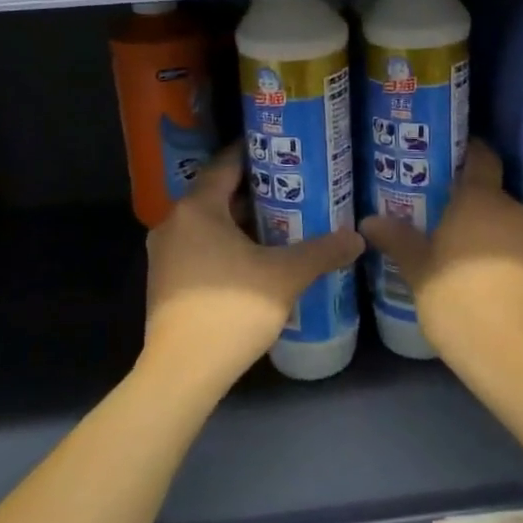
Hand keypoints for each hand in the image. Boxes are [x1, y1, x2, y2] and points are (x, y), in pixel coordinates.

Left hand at [142, 147, 363, 396]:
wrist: (182, 372)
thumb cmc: (231, 311)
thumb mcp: (285, 276)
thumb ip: (322, 251)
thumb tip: (357, 237)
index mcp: (197, 209)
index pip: (226, 164)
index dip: (255, 153)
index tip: (284, 149)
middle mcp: (174, 223)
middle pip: (217, 194)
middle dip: (256, 190)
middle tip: (294, 186)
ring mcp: (165, 254)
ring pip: (209, 223)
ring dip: (242, 220)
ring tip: (282, 220)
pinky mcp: (166, 281)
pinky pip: (200, 246)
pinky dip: (227, 243)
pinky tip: (256, 258)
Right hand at [359, 142, 522, 374]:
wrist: (516, 357)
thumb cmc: (459, 301)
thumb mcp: (419, 271)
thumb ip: (397, 240)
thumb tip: (369, 220)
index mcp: (480, 200)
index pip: (482, 156)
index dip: (467, 150)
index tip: (444, 155)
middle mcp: (512, 210)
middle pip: (489, 191)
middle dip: (465, 197)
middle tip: (433, 209)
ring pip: (502, 221)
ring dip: (481, 227)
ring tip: (451, 244)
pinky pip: (514, 247)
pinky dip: (497, 252)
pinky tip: (477, 275)